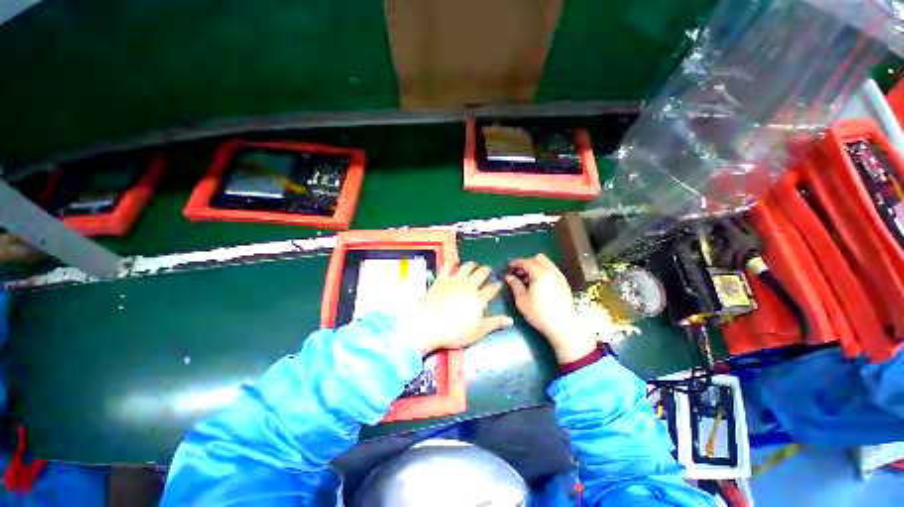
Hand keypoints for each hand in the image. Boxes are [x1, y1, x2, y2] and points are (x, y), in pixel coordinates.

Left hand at [398, 262, 512, 354]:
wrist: (429, 325)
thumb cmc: (454, 332)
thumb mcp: (477, 332)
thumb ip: (494, 323)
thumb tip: (510, 320)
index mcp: (479, 299)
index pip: (492, 289)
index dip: (497, 285)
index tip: (500, 283)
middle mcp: (469, 286)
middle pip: (481, 274)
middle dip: (486, 270)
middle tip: (488, 269)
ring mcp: (454, 280)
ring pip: (467, 266)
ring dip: (473, 264)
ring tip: (475, 264)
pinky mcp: (441, 278)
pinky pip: (448, 265)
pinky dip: (453, 262)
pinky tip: (455, 261)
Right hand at [505, 254, 595, 363]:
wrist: (563, 326)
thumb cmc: (539, 313)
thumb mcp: (522, 300)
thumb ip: (515, 285)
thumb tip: (509, 277)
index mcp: (540, 273)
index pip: (526, 262)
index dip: (516, 263)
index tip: (509, 266)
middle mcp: (551, 271)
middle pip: (538, 259)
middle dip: (527, 262)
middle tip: (519, 273)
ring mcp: (559, 276)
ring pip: (546, 263)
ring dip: (536, 266)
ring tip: (528, 279)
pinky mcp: (564, 283)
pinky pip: (552, 270)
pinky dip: (544, 271)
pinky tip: (539, 284)